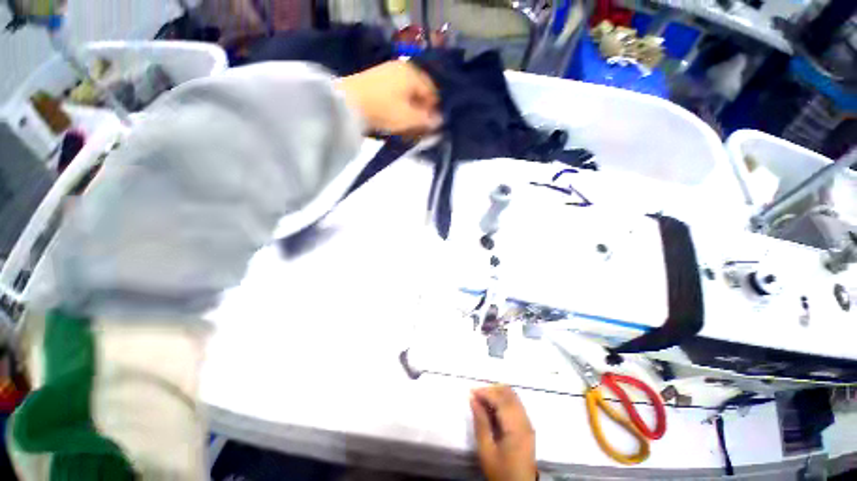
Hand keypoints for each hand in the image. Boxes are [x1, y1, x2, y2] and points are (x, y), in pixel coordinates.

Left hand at [337, 60, 441, 135]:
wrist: (345, 105)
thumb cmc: (383, 110)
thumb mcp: (409, 119)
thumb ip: (427, 121)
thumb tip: (440, 121)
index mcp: (413, 73)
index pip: (433, 93)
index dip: (434, 112)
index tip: (431, 129)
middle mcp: (401, 69)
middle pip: (419, 95)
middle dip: (421, 114)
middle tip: (418, 131)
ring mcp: (386, 74)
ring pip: (406, 98)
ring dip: (409, 114)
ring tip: (404, 129)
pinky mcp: (375, 83)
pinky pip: (394, 98)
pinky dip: (397, 110)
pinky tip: (393, 122)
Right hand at [471, 385, 536, 480]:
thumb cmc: (501, 471)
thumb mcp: (486, 451)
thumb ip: (480, 423)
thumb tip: (473, 400)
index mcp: (516, 428)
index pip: (501, 400)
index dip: (486, 392)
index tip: (471, 391)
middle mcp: (525, 421)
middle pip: (509, 393)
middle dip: (491, 390)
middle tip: (476, 395)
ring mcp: (527, 422)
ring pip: (512, 396)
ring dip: (497, 393)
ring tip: (482, 400)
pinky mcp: (526, 425)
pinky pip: (515, 403)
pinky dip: (502, 400)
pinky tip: (491, 407)